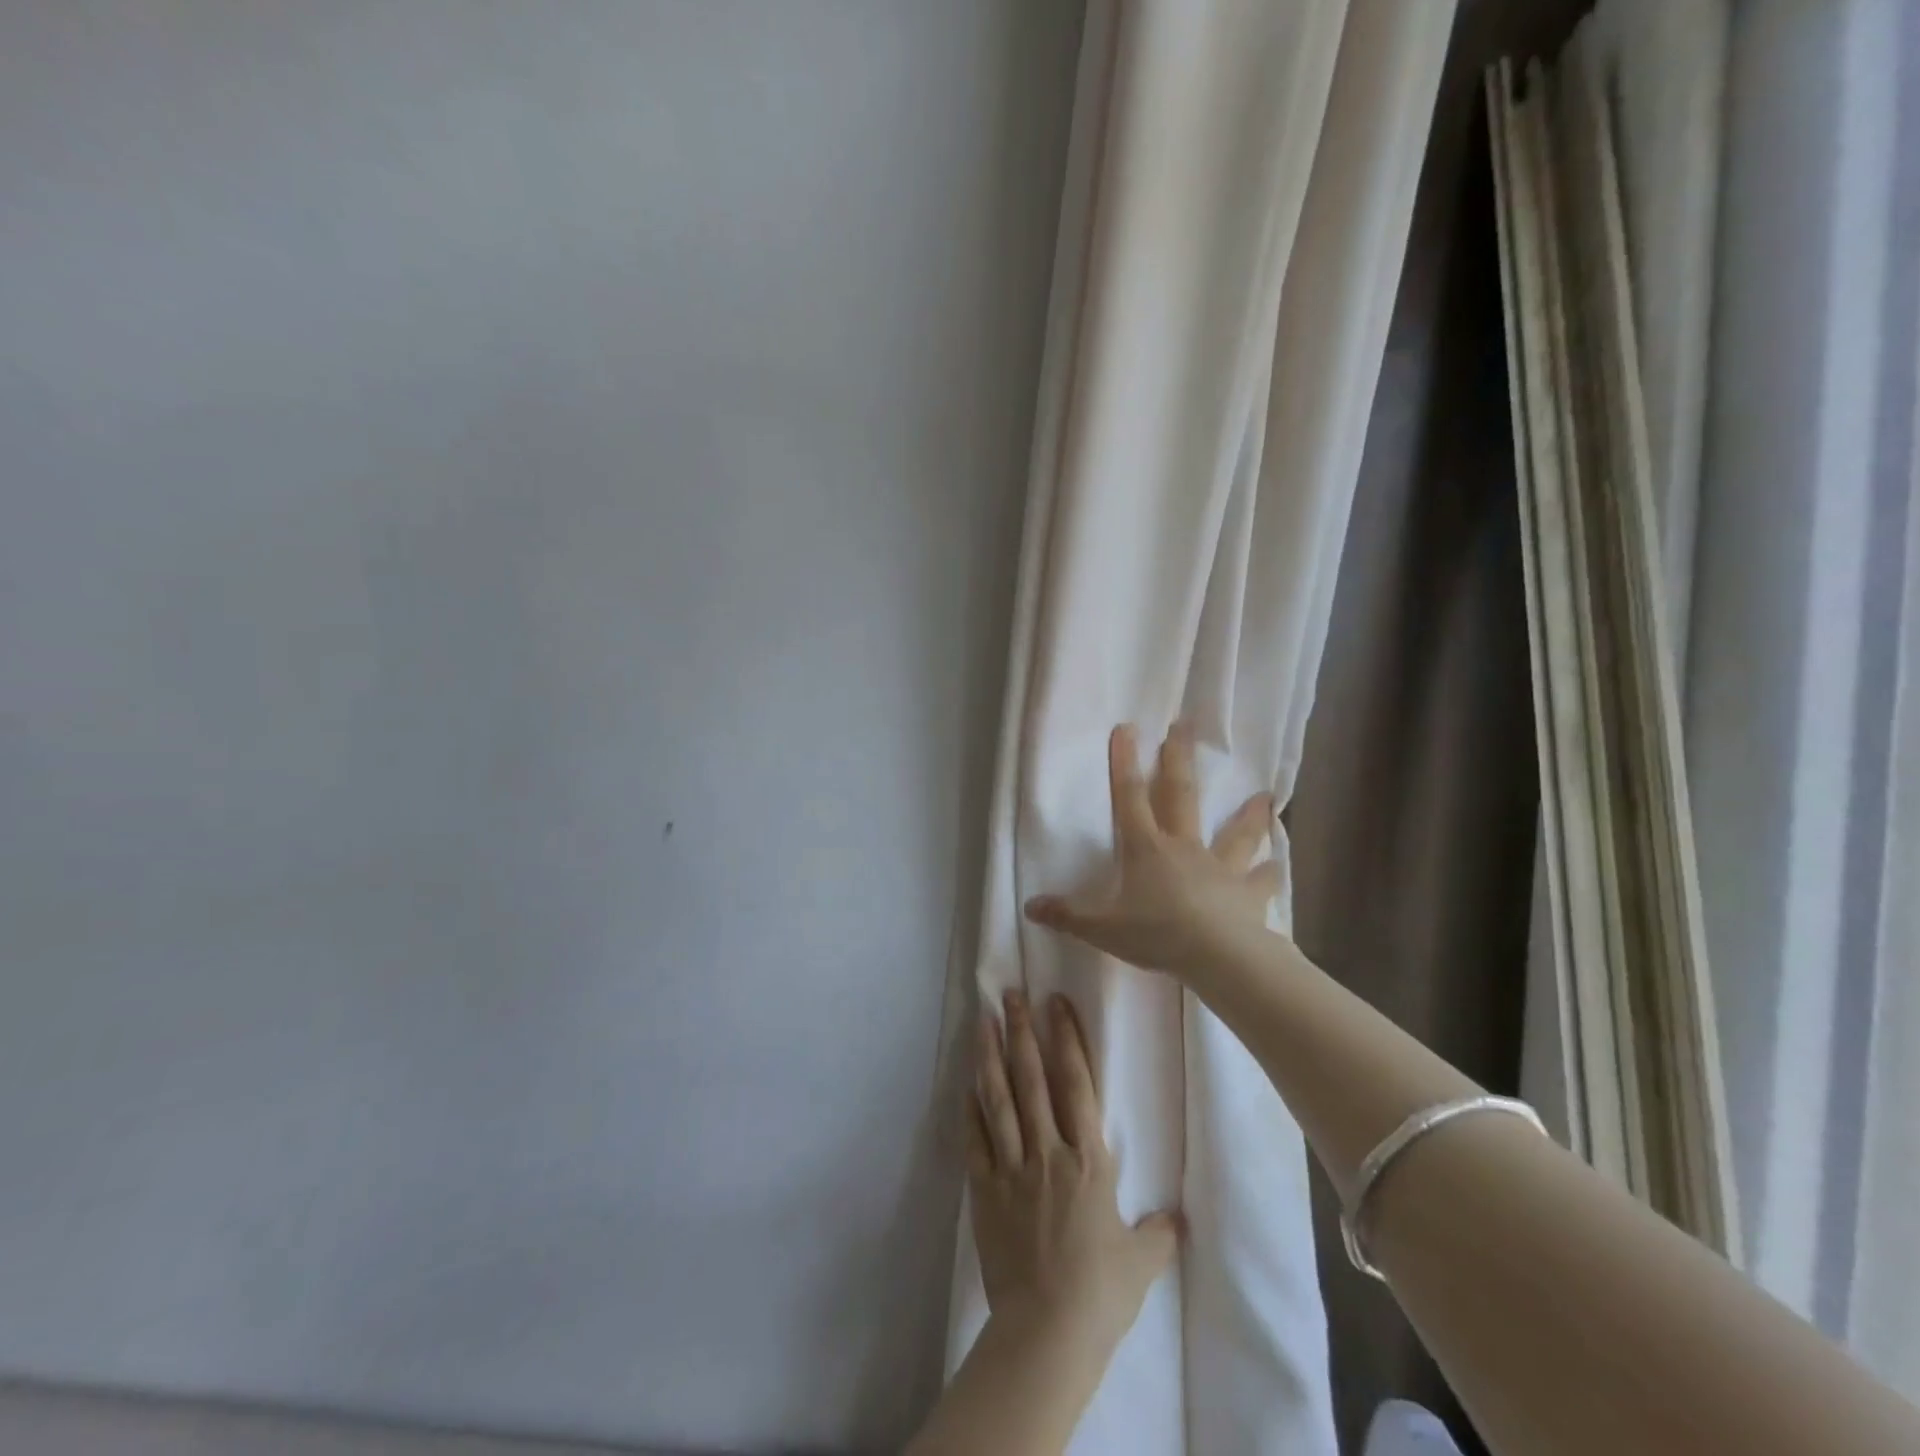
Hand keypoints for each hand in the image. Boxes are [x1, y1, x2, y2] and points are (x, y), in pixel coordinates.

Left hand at [968, 989, 1178, 1356]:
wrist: (1046, 1334)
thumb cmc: (1100, 1293)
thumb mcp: (1141, 1262)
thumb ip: (1159, 1233)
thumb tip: (1177, 1219)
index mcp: (1089, 1159)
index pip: (1077, 1083)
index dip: (1066, 1038)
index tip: (1055, 1003)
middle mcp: (1048, 1151)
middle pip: (1032, 1078)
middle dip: (1021, 1031)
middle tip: (1011, 994)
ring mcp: (1011, 1167)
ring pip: (999, 1099)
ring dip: (990, 1056)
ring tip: (984, 1020)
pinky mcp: (984, 1190)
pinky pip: (976, 1140)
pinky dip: (970, 1109)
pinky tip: (966, 1084)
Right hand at [1022, 722, 1279, 985]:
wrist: (1218, 956)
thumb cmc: (1157, 934)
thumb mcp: (1102, 928)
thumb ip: (1067, 915)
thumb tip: (1029, 906)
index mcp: (1147, 849)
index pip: (1129, 798)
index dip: (1124, 763)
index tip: (1127, 728)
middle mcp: (1184, 848)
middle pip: (1181, 797)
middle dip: (1179, 761)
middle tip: (1185, 727)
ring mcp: (1220, 869)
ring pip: (1235, 834)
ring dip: (1248, 815)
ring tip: (1265, 796)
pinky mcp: (1248, 895)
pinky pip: (1260, 881)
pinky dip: (1268, 873)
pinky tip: (1275, 866)